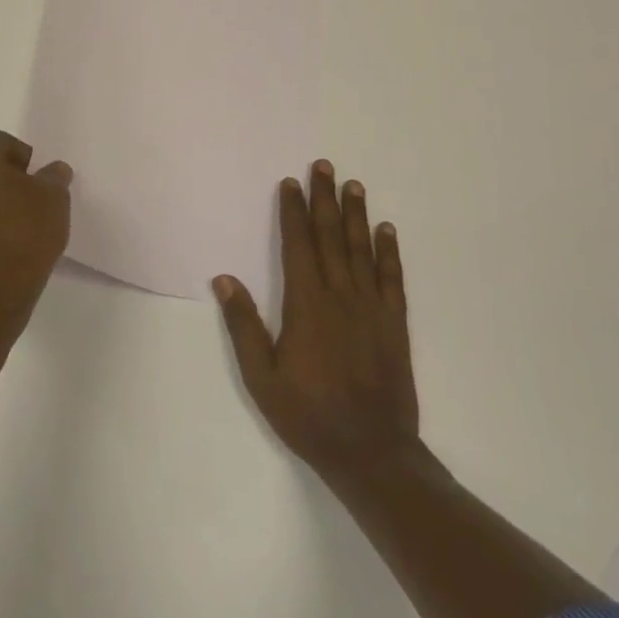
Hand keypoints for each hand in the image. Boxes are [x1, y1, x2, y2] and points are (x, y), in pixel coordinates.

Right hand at [215, 159, 419, 480]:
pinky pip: (392, 278)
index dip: (293, 212)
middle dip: (325, 199)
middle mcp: (340, 295)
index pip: (297, 245)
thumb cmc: (308, 415)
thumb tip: (224, 279)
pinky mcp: (394, 324)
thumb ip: (243, 325)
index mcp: (306, 304)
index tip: (291, 183)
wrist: (371, 451)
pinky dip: (389, 251)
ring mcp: (371, 308)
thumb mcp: (261, 377)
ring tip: (354, 185)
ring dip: (356, 215)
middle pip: (330, 237)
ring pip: (361, 249)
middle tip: (324, 166)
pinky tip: (386, 230)